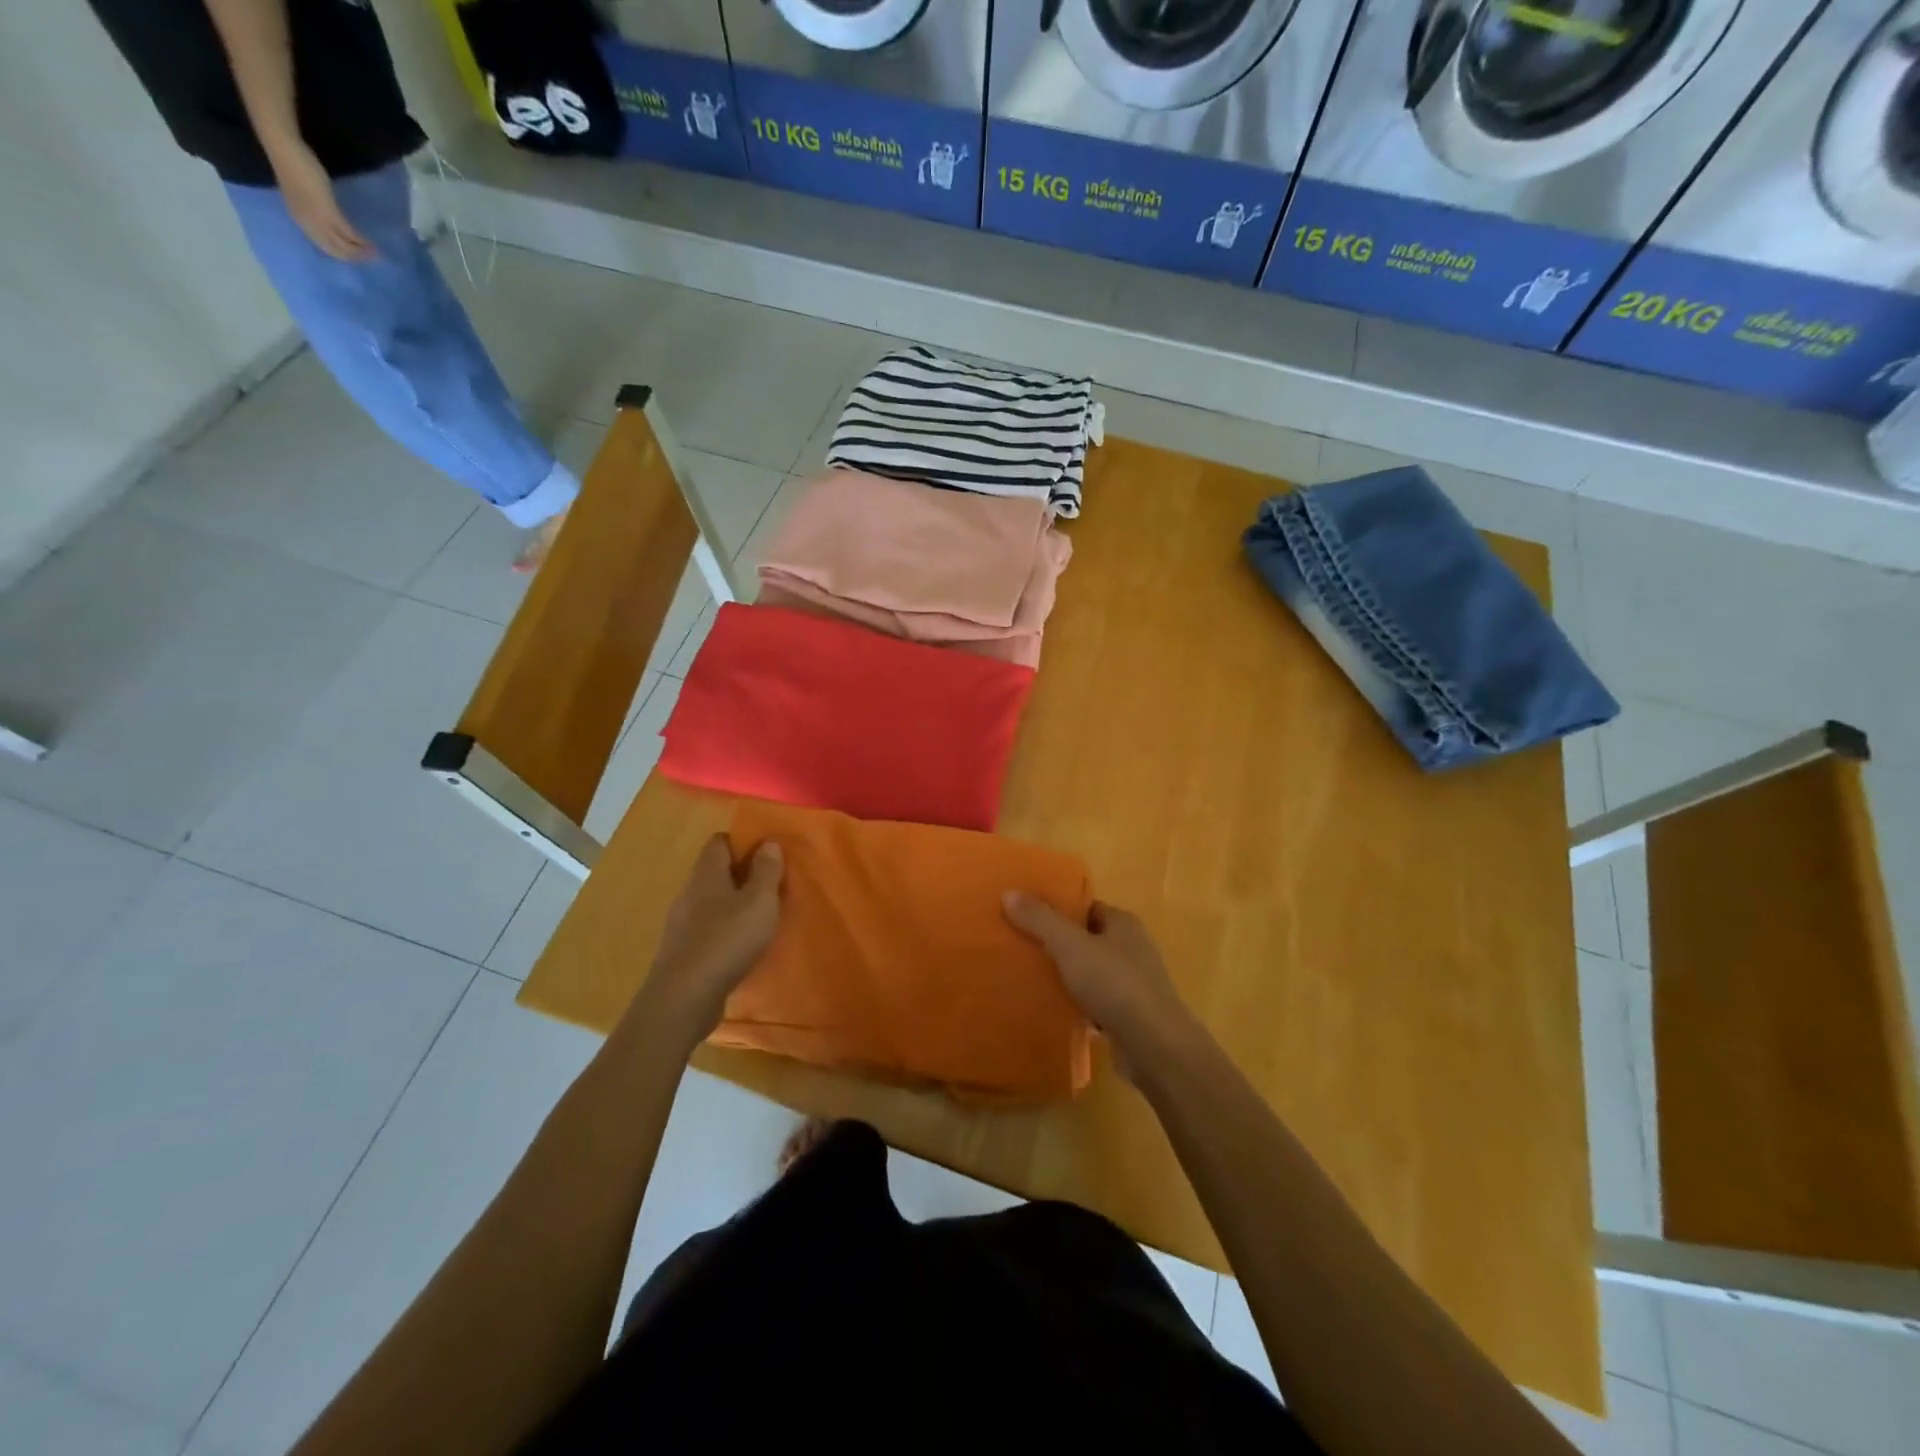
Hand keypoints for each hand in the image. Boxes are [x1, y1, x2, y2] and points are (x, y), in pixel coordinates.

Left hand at [270, 141, 375, 261]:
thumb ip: (315, 208)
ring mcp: (318, 218)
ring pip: (343, 245)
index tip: (358, 258)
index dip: (343, 255)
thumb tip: (332, 222)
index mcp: (300, 220)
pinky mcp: (328, 211)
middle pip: (336, 250)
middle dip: (355, 257)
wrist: (284, 148)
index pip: (325, 247)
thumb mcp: (304, 194)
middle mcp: (309, 224)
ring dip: (361, 252)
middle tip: (372, 259)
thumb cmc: (292, 165)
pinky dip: (360, 240)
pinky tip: (369, 241)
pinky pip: (348, 232)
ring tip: (375, 253)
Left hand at [639, 835, 783, 1045]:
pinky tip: (740, 947)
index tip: (767, 854)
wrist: (684, 998)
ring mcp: (681, 924)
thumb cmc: (727, 940)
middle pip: (715, 872)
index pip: (719, 842)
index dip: (743, 842)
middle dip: (741, 875)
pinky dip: (724, 931)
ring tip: (760, 918)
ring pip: (711, 903)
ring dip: (733, 906)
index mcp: (706, 874)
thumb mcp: (760, 901)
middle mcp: (689, 893)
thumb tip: (768, 843)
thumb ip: (767, 870)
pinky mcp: (681, 952)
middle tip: (770, 887)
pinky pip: (706, 930)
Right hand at [1003, 895, 1195, 1081]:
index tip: (1026, 916)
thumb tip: (1009, 892)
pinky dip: (1077, 1005)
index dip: (1058, 909)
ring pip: (1091, 973)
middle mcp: (1132, 948)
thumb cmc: (1115, 984)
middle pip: (1087, 939)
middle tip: (1021, 948)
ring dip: (1067, 976)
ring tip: (1030, 979)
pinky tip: (1054, 1011)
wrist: (1154, 1046)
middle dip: (1058, 944)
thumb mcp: (1070, 946)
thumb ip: (1040, 920)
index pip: (1086, 907)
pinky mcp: (1131, 1016)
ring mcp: (1134, 984)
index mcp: (1123, 923)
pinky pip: (1096, 1003)